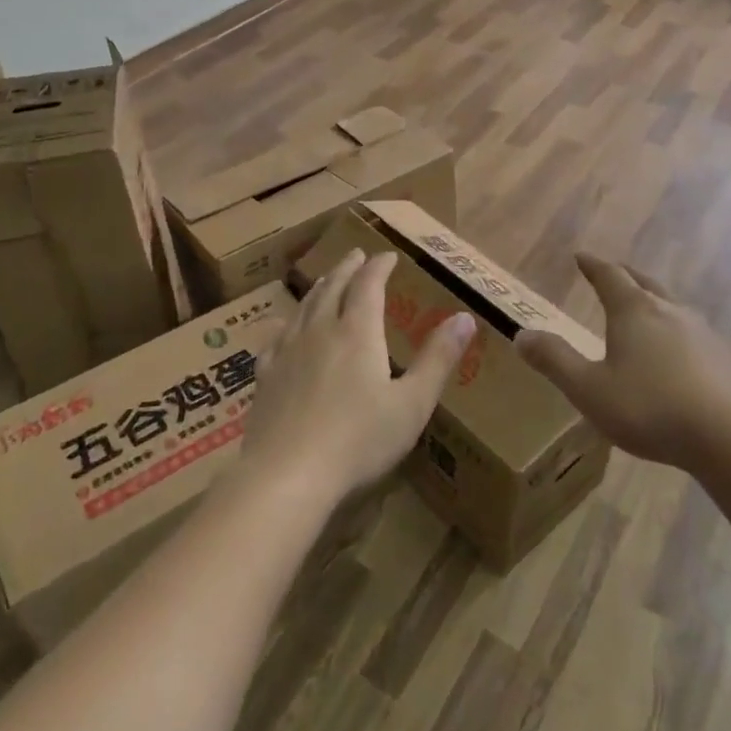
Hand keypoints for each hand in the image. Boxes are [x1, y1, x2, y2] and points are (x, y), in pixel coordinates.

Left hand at [241, 248, 474, 504]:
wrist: (288, 474)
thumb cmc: (359, 440)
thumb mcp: (412, 403)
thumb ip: (438, 359)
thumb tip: (465, 318)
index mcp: (358, 333)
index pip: (369, 286)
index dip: (379, 267)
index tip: (388, 256)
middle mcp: (321, 331)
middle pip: (333, 288)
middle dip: (347, 268)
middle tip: (356, 255)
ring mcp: (288, 352)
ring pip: (304, 307)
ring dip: (319, 288)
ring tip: (325, 280)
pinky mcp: (266, 376)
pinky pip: (275, 337)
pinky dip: (286, 322)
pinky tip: (283, 326)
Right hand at [516, 254, 730, 472]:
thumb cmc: (651, 408)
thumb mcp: (589, 389)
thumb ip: (554, 361)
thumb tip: (522, 334)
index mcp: (634, 311)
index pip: (609, 276)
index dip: (593, 265)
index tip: (581, 255)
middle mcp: (669, 311)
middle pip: (644, 283)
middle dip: (625, 276)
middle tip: (612, 272)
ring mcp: (702, 333)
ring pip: (671, 306)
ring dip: (652, 301)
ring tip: (642, 310)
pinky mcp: (724, 358)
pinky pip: (691, 332)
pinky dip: (674, 330)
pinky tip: (675, 353)